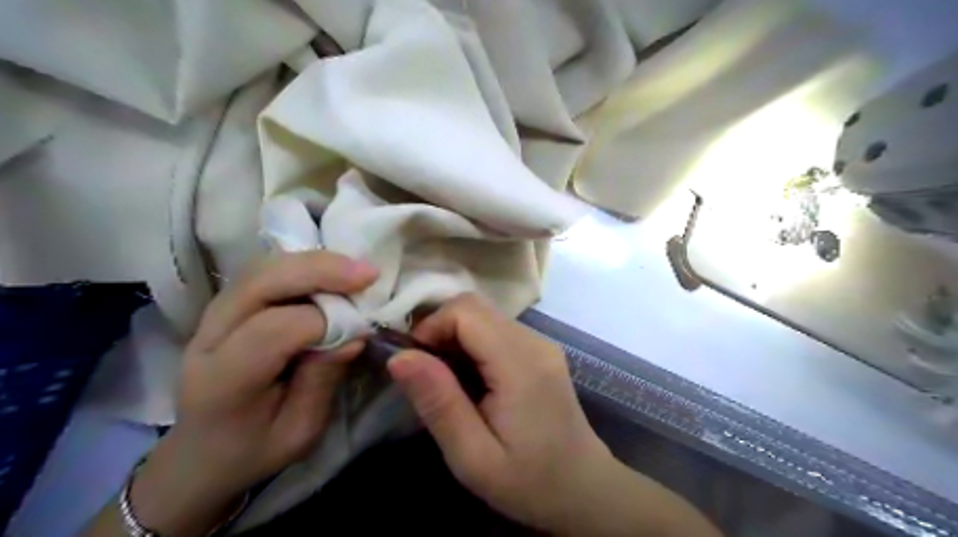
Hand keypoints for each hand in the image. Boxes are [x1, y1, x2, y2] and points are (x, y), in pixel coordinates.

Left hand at [126, 252, 378, 536]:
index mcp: (223, 380)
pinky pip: (264, 272)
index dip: (324, 321)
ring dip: (314, 262)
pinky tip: (331, 273)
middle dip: (320, 271)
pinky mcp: (225, 306)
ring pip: (263, 268)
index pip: (273, 329)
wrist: (201, 454)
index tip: (361, 328)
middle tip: (368, 274)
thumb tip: (355, 333)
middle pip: (261, 282)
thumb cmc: (253, 450)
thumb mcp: (299, 430)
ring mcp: (211, 316)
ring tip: (355, 271)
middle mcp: (208, 337)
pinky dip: (302, 266)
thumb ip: (323, 379)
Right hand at [385, 295, 722, 535]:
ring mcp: (541, 343)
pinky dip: (472, 343)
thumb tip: (399, 356)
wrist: (584, 490)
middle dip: (439, 329)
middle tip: (426, 373)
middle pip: (475, 306)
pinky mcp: (540, 351)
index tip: (414, 364)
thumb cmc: (529, 481)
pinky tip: (470, 379)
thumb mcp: (472, 456)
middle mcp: (534, 341)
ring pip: (484, 315)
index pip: (466, 311)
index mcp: (520, 363)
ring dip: (455, 337)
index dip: (431, 327)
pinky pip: (497, 330)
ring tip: (446, 380)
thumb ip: (438, 401)